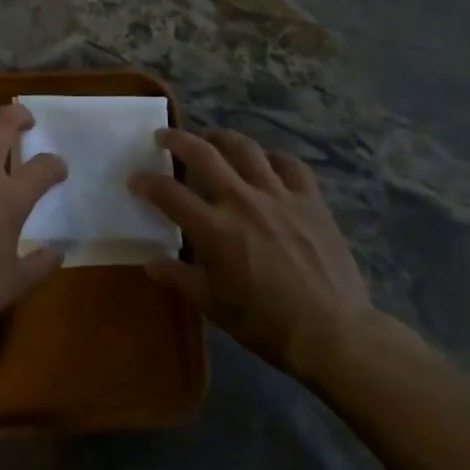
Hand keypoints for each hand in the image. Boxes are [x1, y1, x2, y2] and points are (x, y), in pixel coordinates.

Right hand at [130, 127, 380, 385]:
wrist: (333, 334)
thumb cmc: (266, 324)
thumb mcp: (214, 306)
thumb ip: (179, 277)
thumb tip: (150, 261)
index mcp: (214, 229)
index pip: (169, 193)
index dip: (147, 182)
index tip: (135, 178)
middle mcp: (242, 201)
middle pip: (203, 154)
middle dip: (177, 140)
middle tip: (163, 135)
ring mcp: (279, 195)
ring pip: (245, 149)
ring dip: (222, 138)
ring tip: (211, 138)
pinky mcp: (310, 199)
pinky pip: (289, 164)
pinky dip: (272, 157)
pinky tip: (265, 161)